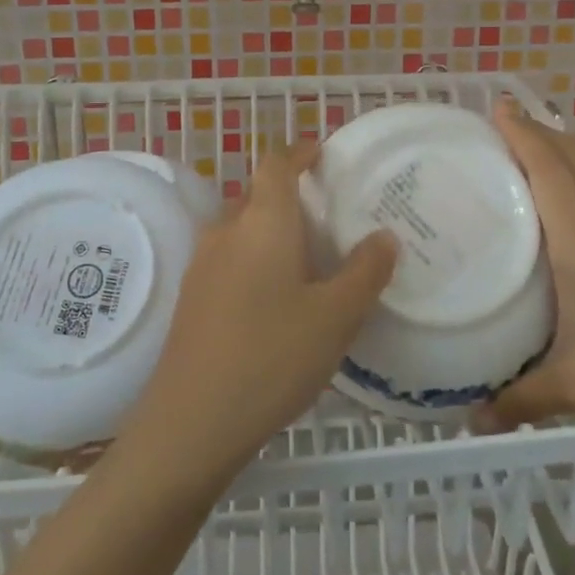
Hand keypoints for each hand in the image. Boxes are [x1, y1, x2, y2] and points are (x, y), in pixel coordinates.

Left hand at [123, 142, 398, 482]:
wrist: (191, 422)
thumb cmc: (272, 356)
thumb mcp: (335, 316)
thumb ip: (365, 272)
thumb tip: (384, 236)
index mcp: (263, 222)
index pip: (276, 164)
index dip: (299, 152)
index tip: (322, 154)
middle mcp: (227, 231)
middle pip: (258, 196)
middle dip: (291, 197)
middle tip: (330, 218)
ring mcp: (203, 265)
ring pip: (243, 230)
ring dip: (273, 233)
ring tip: (310, 261)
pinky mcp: (192, 299)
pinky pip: (230, 260)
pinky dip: (256, 262)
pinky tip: (277, 302)